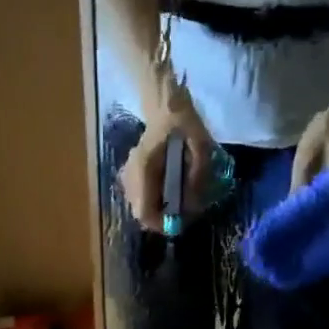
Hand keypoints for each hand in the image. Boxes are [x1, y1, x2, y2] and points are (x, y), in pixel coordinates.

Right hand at [118, 91, 217, 232]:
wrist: (165, 104)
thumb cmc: (183, 122)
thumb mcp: (200, 146)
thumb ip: (198, 176)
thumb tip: (193, 205)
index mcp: (144, 169)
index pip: (144, 212)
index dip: (162, 224)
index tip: (181, 220)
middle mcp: (131, 176)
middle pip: (141, 213)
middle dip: (163, 217)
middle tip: (184, 209)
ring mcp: (128, 175)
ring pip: (141, 206)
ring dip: (160, 208)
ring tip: (180, 199)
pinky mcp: (132, 173)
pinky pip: (141, 196)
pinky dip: (156, 199)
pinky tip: (171, 188)